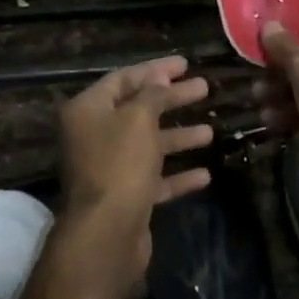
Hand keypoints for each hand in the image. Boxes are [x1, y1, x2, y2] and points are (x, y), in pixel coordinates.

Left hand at [58, 56, 213, 282]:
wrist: (106, 234)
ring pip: (148, 144)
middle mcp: (93, 136)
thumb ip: (152, 94)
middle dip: (172, 99)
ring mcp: (108, 169)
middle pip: (138, 109)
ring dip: (178, 137)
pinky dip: (176, 175)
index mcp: (88, 111)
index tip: (185, 64)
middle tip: (204, 88)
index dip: (155, 70)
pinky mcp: (124, 197)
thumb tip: (159, 76)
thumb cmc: (120, 163)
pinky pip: (153, 178)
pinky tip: (204, 174)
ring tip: (210, 131)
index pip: (123, 79)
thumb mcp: (139, 118)